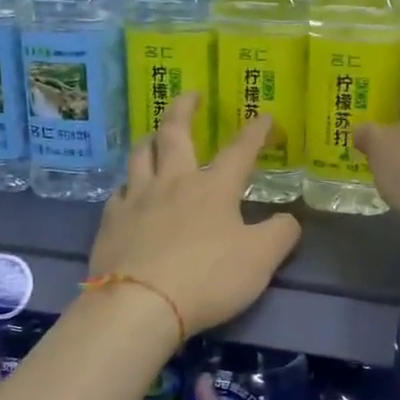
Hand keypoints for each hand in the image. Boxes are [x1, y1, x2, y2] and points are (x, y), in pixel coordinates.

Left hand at [90, 93, 302, 334]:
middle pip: (175, 133)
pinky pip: (119, 191)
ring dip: (151, 139)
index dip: (255, 132)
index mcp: (213, 188)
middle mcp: (173, 182)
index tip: (264, 116)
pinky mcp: (111, 221)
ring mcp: (137, 199)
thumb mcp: (260, 260)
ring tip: (155, 134)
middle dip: (185, 109)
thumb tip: (289, 219)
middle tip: (191, 95)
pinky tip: (128, 191)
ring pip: (140, 155)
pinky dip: (128, 185)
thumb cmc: (207, 279)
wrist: (140, 304)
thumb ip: (280, 235)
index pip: (240, 150)